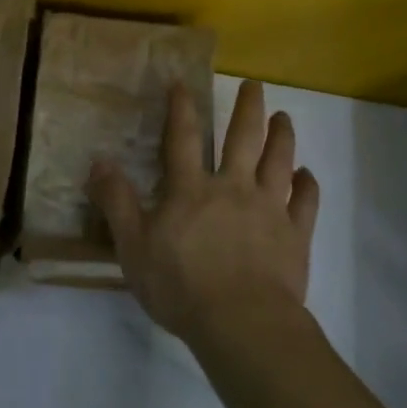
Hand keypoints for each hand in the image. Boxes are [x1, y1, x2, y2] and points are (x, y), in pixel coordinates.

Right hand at [89, 79, 319, 341]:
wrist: (242, 323)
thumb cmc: (181, 286)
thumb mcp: (133, 247)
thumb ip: (117, 202)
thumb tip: (99, 162)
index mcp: (191, 190)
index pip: (184, 139)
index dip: (182, 109)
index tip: (183, 84)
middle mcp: (233, 188)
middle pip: (243, 139)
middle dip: (248, 109)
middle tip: (255, 85)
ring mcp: (269, 210)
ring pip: (279, 162)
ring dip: (282, 137)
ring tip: (284, 117)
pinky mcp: (295, 236)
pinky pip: (305, 202)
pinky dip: (307, 185)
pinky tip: (307, 175)